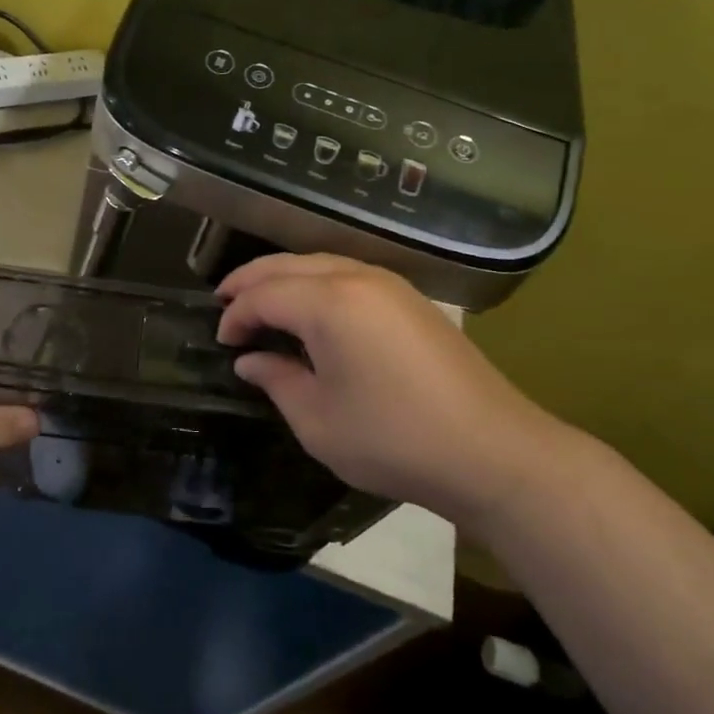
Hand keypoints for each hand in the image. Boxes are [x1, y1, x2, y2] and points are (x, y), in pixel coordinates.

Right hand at [217, 254, 564, 530]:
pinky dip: (316, 282)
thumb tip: (250, 360)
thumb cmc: (394, 440)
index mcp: (328, 304)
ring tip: (260, 299)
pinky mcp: (410, 299)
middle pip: (288, 265)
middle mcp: (356, 278)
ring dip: (284, 276)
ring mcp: (388, 284)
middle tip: (223, 301)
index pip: (263, 295)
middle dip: (250, 280)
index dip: (235, 315)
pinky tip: (310, 307)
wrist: (492, 451)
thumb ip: (277, 381)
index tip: (221, 341)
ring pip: (319, 262)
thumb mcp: (318, 422)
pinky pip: (347, 273)